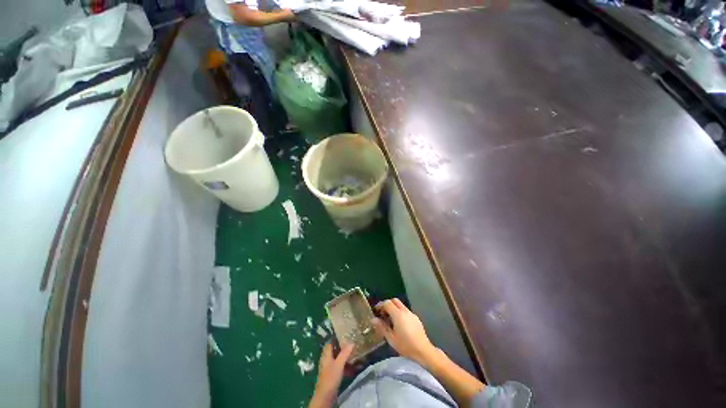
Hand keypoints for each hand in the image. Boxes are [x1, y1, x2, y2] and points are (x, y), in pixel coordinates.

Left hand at [309, 342, 353, 407]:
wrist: (325, 396)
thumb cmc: (330, 377)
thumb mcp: (339, 364)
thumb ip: (344, 353)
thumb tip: (352, 342)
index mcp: (326, 355)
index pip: (330, 342)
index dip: (336, 337)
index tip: (344, 332)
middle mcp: (327, 359)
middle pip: (334, 350)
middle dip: (342, 346)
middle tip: (351, 341)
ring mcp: (329, 368)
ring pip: (338, 358)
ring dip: (345, 356)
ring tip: (354, 352)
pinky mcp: (332, 375)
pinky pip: (340, 367)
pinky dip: (345, 365)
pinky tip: (353, 367)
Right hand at [372, 298, 437, 365]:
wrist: (423, 351)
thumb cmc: (405, 346)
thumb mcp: (391, 339)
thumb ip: (382, 327)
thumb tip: (373, 319)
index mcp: (398, 314)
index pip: (387, 303)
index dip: (380, 305)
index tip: (376, 311)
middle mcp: (405, 311)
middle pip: (394, 301)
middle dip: (387, 304)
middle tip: (383, 313)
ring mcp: (411, 314)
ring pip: (401, 305)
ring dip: (394, 308)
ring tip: (390, 320)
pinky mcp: (416, 318)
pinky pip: (406, 311)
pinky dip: (400, 313)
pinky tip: (400, 324)